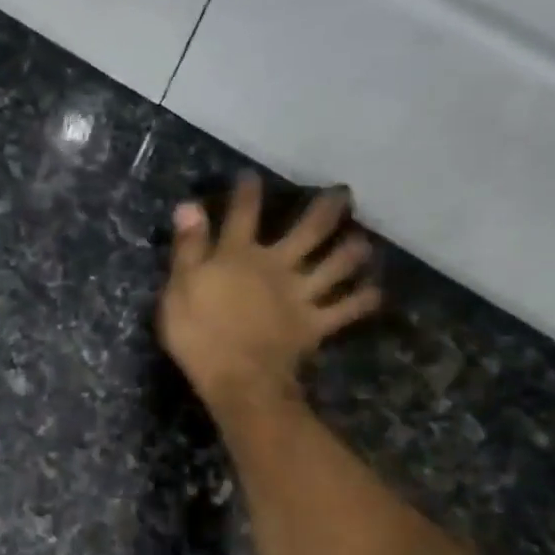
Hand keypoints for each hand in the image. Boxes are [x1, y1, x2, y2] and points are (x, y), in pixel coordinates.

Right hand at [157, 175, 380, 419]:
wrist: (236, 378)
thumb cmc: (198, 335)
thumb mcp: (179, 288)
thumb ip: (188, 248)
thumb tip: (189, 206)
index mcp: (238, 256)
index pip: (242, 215)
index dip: (247, 193)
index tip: (251, 176)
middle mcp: (277, 266)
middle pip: (309, 231)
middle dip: (327, 210)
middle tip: (343, 194)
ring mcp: (301, 295)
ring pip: (337, 266)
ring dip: (352, 251)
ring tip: (362, 241)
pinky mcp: (315, 323)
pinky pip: (347, 309)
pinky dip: (363, 299)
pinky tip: (375, 292)